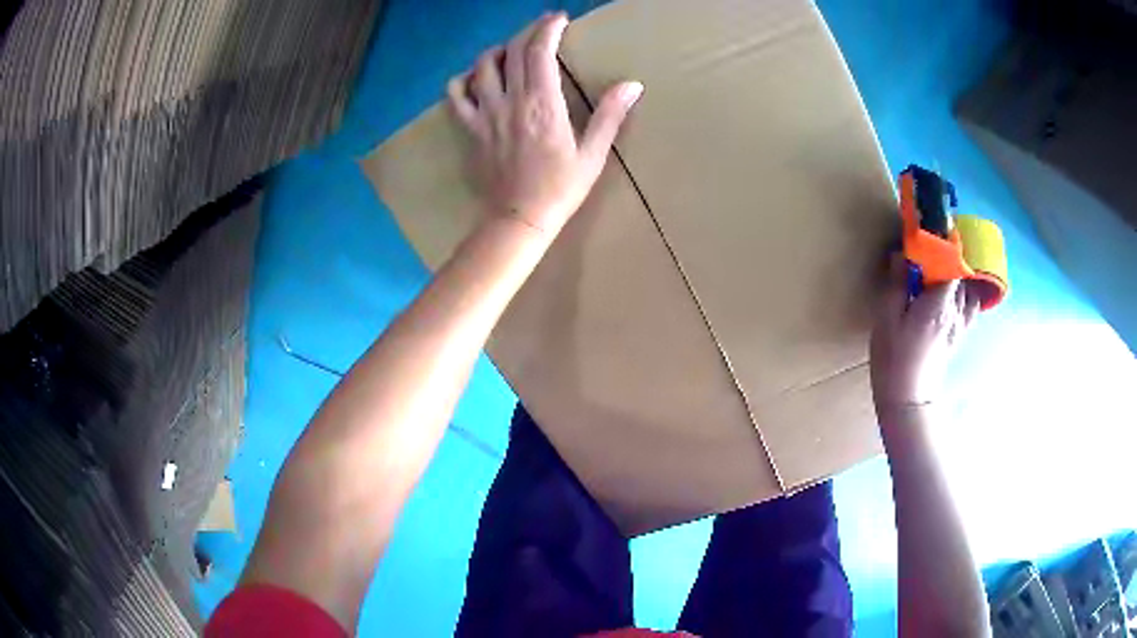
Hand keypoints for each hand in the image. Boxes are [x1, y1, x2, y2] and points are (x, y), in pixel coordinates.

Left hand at [446, 13, 642, 240]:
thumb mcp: (592, 154)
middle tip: (541, 28)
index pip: (540, 51)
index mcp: (542, 104)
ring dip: (497, 51)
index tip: (559, 18)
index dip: (548, 28)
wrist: (518, 219)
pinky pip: (455, 95)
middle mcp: (510, 101)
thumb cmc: (560, 189)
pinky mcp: (469, 129)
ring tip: (510, 52)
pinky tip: (475, 79)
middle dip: (527, 32)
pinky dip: (463, 79)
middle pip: (511, 52)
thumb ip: (610, 115)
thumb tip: (632, 84)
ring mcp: (485, 114)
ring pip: (482, 67)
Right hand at [870, 256, 980, 408]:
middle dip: (950, 254)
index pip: (951, 261)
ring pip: (968, 287)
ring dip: (958, 273)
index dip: (943, 242)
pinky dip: (966, 292)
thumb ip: (897, 283)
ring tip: (944, 267)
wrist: (907, 399)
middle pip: (961, 272)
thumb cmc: (894, 357)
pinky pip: (971, 305)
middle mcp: (956, 309)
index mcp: (939, 302)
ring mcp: (961, 323)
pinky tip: (955, 291)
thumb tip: (902, 254)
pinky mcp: (960, 334)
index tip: (931, 227)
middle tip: (934, 245)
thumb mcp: (886, 318)